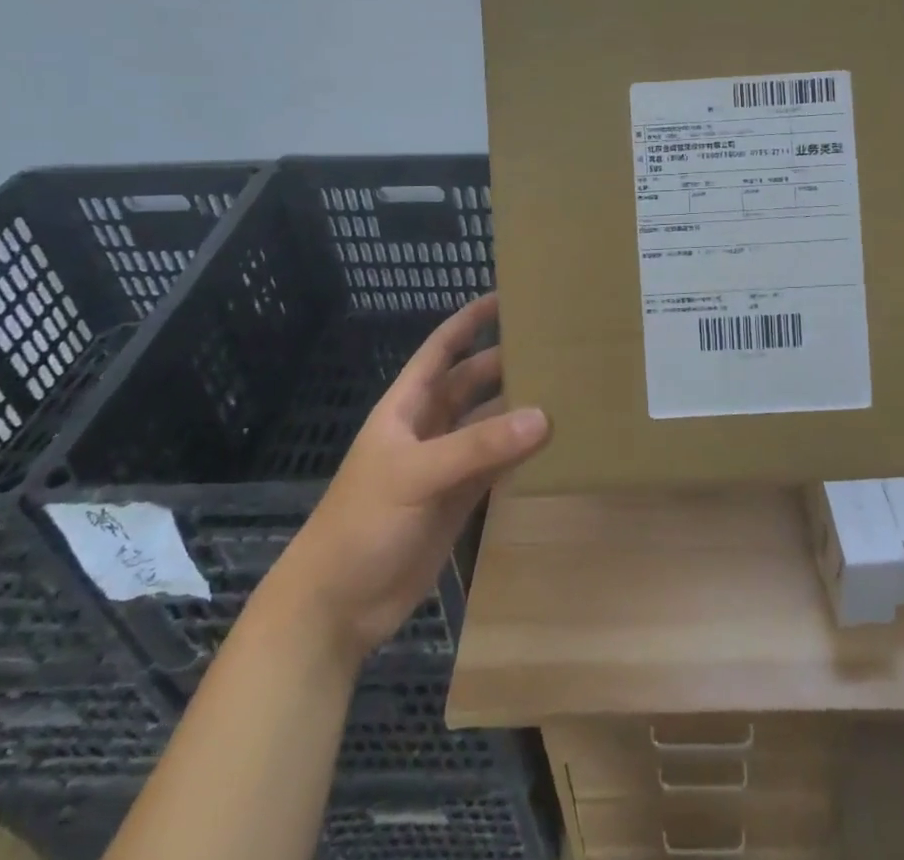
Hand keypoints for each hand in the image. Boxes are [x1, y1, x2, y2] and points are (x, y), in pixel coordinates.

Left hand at [261, 294, 549, 666]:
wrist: (337, 606)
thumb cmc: (362, 524)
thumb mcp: (415, 475)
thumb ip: (478, 446)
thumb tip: (543, 416)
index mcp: (407, 406)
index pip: (441, 350)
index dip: (469, 321)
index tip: (508, 297)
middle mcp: (429, 427)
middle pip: (473, 382)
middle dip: (506, 362)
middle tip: (555, 347)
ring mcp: (447, 464)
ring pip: (490, 424)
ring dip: (520, 410)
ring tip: (566, 390)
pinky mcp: (461, 499)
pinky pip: (498, 465)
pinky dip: (523, 453)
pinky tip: (554, 443)